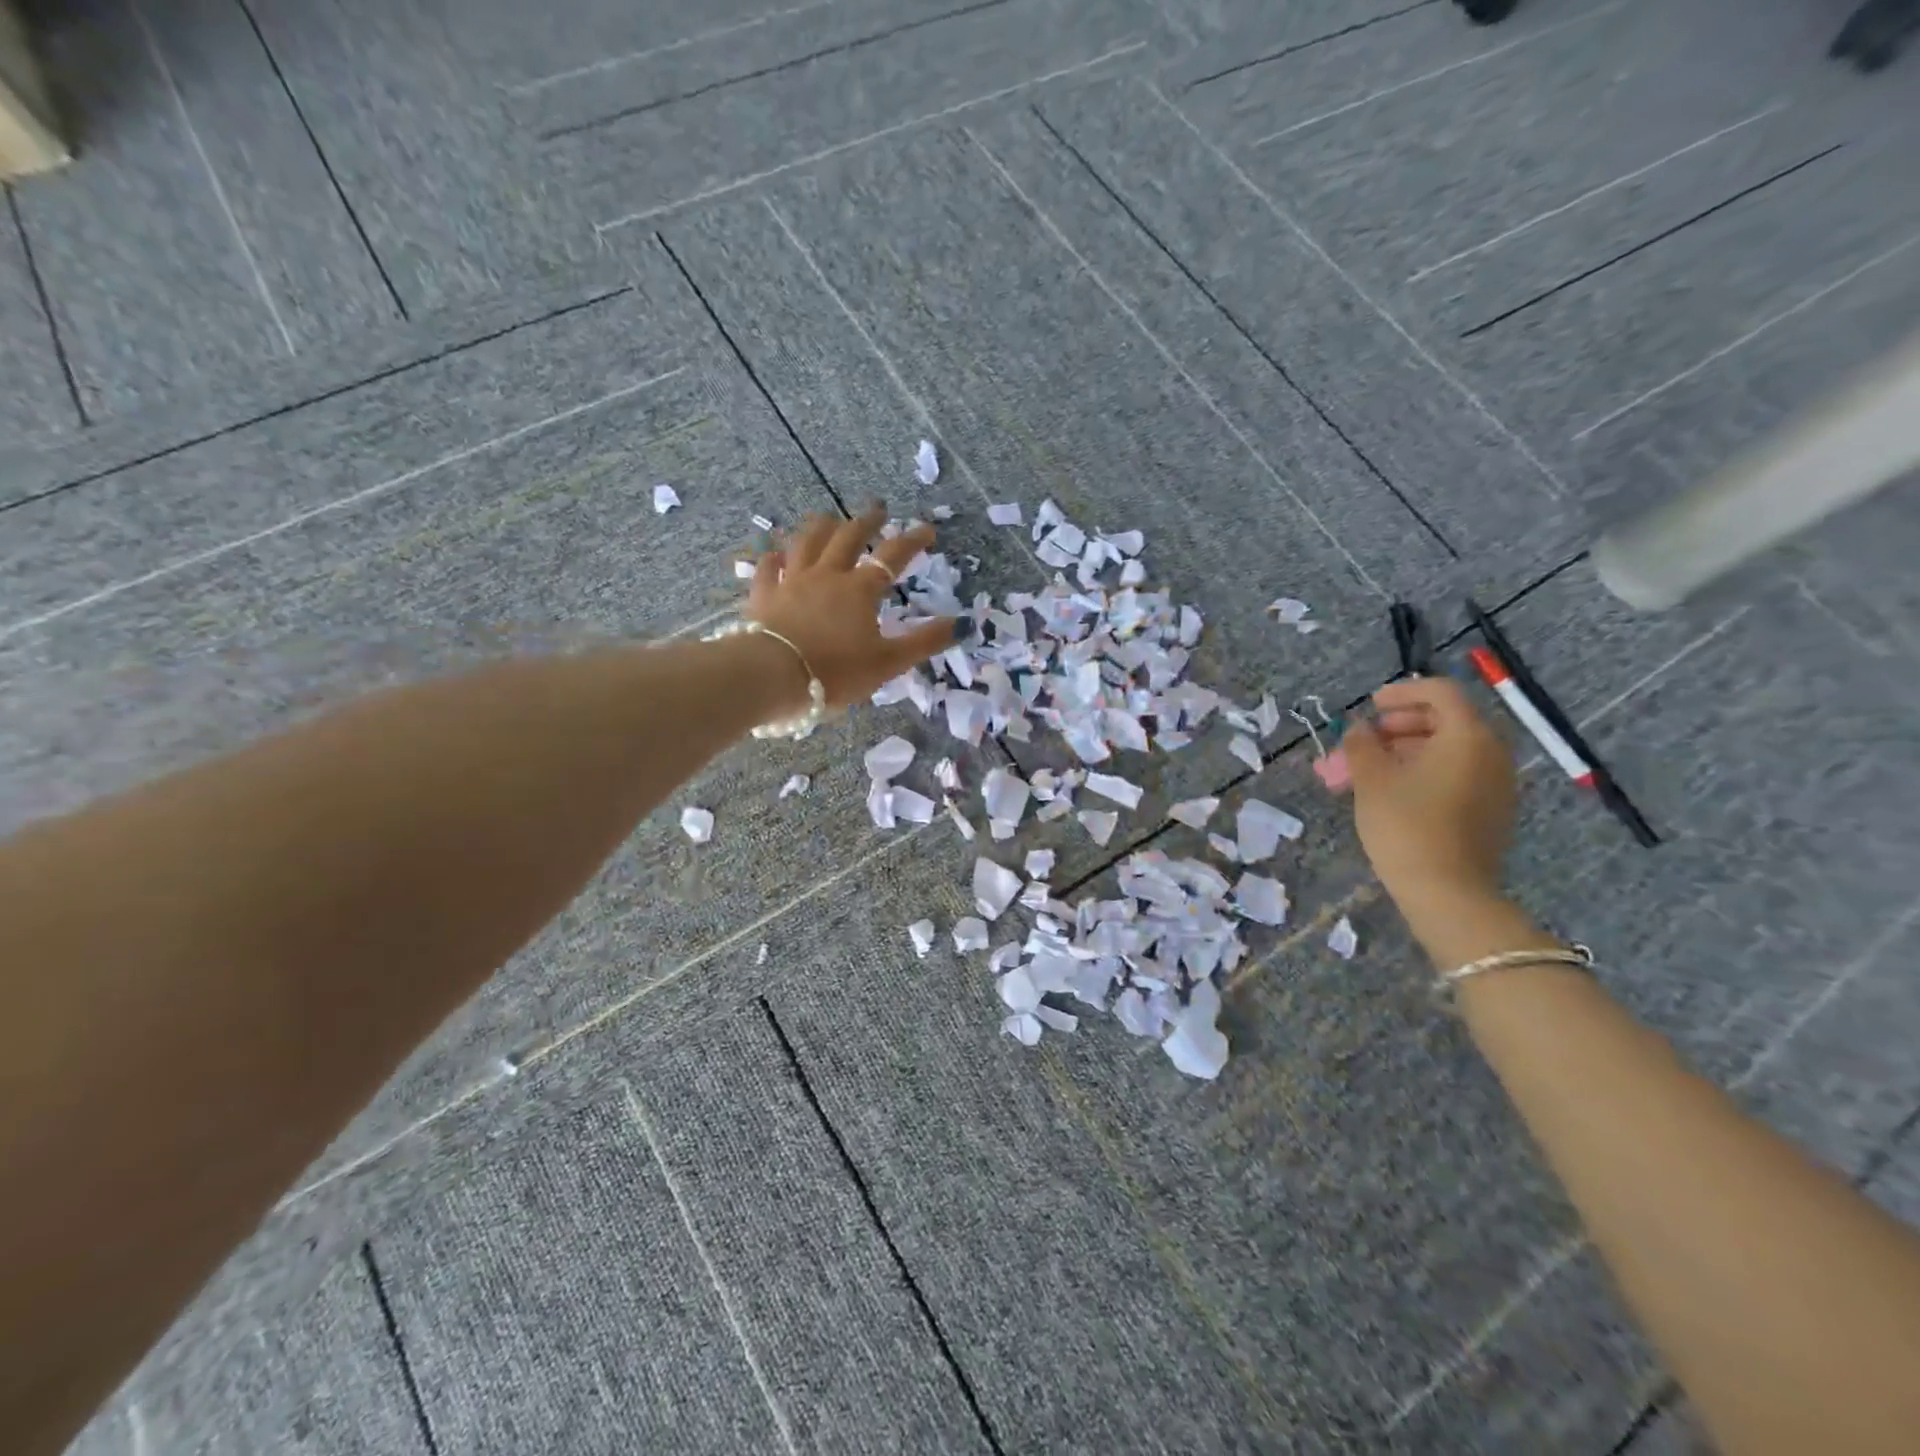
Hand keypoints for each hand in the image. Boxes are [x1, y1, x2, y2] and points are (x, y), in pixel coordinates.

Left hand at [744, 503, 955, 707]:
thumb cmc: (835, 672)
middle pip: (848, 537)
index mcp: (859, 590)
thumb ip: (923, 642)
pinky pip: (767, 567)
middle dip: (867, 521)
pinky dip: (774, 556)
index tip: (927, 529)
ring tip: (829, 517)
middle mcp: (826, 575)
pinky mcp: (762, 594)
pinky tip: (776, 552)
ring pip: (806, 542)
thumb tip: (961, 623)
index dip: (912, 541)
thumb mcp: (888, 662)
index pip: (892, 557)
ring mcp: (791, 581)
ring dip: (820, 526)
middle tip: (878, 509)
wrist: (772, 676)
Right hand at [1341, 677, 1516, 911]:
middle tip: (1361, 743)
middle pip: (1444, 721)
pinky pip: (1456, 774)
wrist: (1447, 892)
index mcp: (1468, 736)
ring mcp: (1496, 783)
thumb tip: (1359, 729)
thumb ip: (1361, 744)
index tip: (1369, 707)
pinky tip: (1391, 792)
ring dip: (1404, 751)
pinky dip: (1423, 772)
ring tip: (1365, 771)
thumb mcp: (1371, 778)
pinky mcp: (1491, 810)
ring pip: (1447, 750)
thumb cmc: (1406, 825)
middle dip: (1396, 727)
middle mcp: (1491, 753)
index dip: (1401, 692)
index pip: (1440, 692)